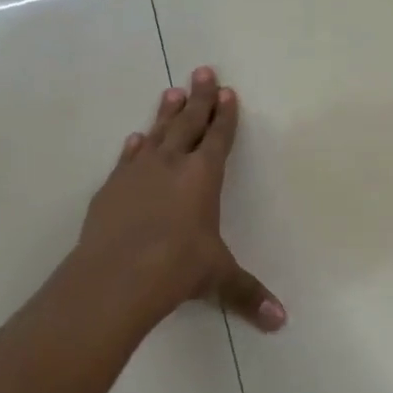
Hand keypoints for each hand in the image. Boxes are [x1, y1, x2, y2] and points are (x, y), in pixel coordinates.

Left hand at [76, 66, 284, 331]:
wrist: (116, 275)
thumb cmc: (177, 268)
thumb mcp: (218, 278)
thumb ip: (248, 294)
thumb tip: (281, 322)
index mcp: (203, 177)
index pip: (218, 138)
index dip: (225, 115)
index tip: (227, 91)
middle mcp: (171, 165)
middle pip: (188, 123)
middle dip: (198, 97)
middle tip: (202, 70)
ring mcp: (137, 172)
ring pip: (156, 133)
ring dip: (166, 113)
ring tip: (170, 91)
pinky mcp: (111, 187)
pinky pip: (127, 158)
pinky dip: (134, 147)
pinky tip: (135, 139)